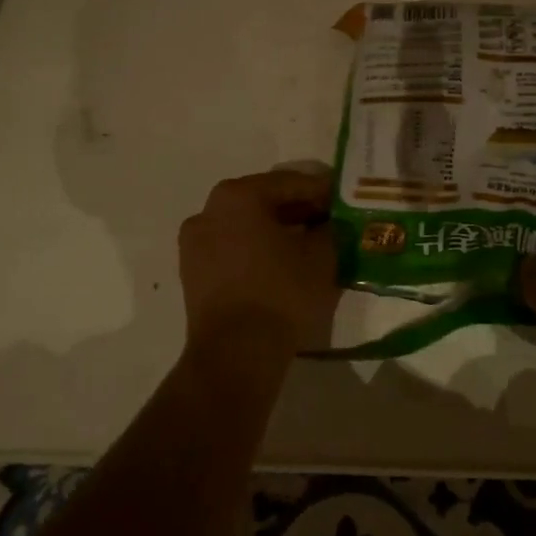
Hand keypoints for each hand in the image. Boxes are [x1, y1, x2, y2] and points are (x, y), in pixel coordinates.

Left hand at [178, 168, 340, 383]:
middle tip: (328, 220)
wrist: (236, 352)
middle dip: (297, 209)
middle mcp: (209, 210)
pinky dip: (255, 249)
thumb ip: (329, 228)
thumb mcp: (321, 255)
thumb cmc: (281, 292)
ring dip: (275, 229)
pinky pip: (231, 248)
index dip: (321, 191)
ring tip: (306, 243)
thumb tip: (330, 222)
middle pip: (263, 200)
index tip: (343, 200)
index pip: (289, 183)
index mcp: (238, 196)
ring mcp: (194, 242)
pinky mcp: (192, 272)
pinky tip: (280, 264)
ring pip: (245, 225)